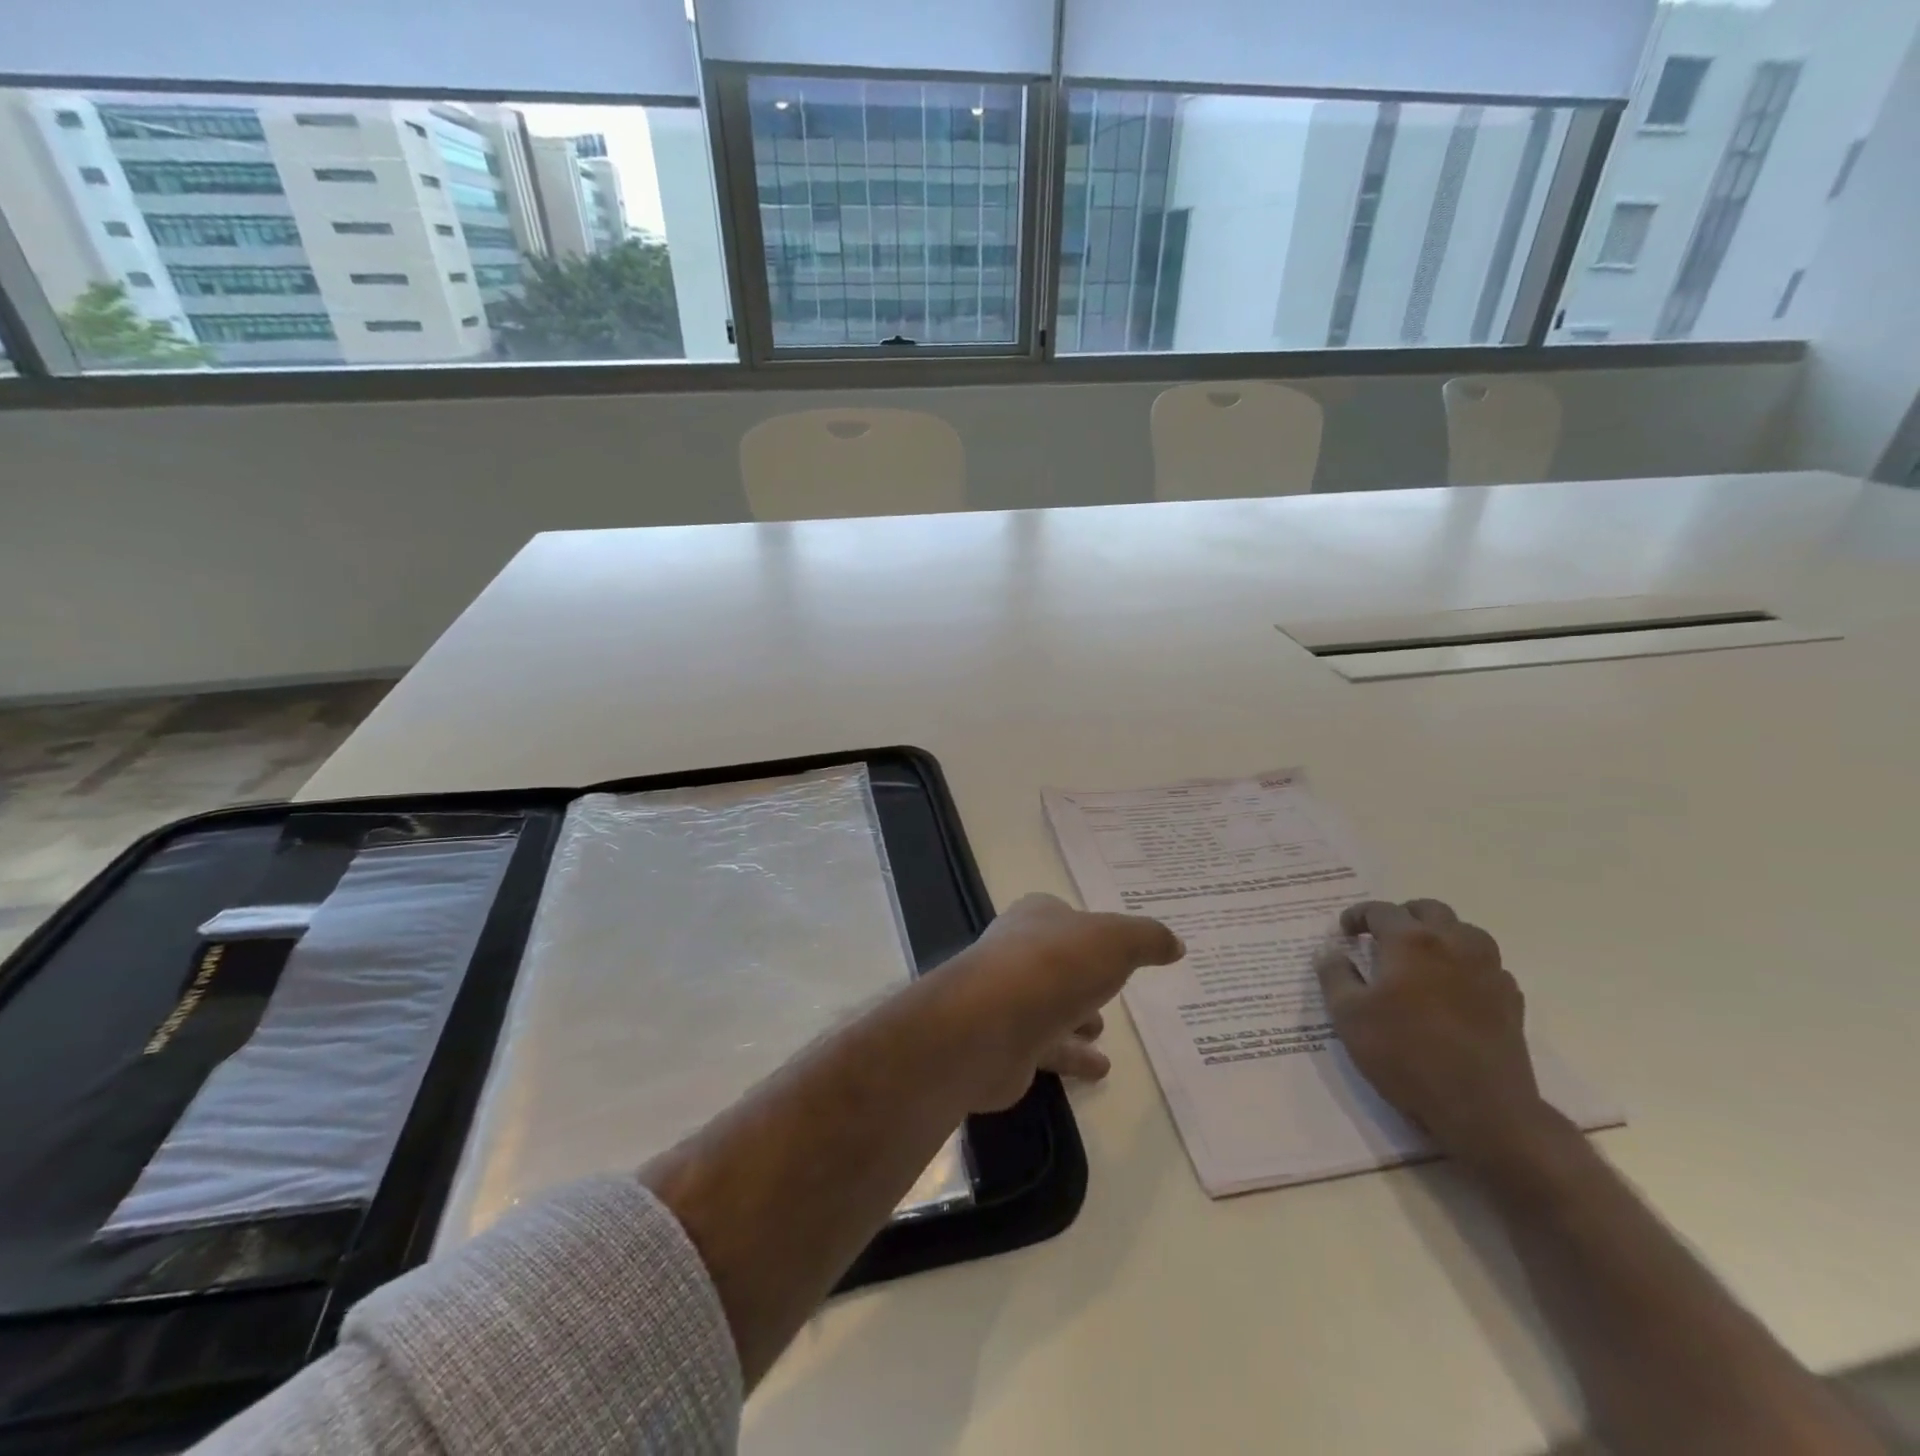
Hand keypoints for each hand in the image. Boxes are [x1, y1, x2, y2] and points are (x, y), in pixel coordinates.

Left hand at [932, 893, 1183, 1111]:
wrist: (990, 1024)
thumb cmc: (1055, 966)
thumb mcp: (1115, 941)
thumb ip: (1147, 938)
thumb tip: (1175, 943)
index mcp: (1036, 917)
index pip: (1062, 915)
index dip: (1086, 927)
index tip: (1112, 944)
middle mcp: (1017, 952)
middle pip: (1055, 961)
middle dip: (1080, 974)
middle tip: (1109, 989)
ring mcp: (1008, 999)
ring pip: (1048, 1006)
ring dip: (1074, 1017)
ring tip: (1103, 1031)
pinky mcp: (1006, 1045)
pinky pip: (1046, 1048)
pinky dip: (1072, 1057)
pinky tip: (1099, 1069)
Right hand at [1313, 899, 1546, 1162]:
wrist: (1482, 1107)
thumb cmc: (1404, 1054)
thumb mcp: (1348, 1015)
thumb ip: (1334, 974)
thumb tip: (1329, 950)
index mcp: (1410, 941)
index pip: (1380, 910)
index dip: (1357, 915)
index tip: (1344, 931)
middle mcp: (1453, 943)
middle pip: (1428, 909)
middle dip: (1402, 916)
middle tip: (1382, 937)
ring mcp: (1488, 969)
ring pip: (1465, 930)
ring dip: (1439, 934)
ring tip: (1420, 957)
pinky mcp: (1510, 998)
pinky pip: (1486, 964)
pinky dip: (1465, 964)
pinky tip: (1452, 987)